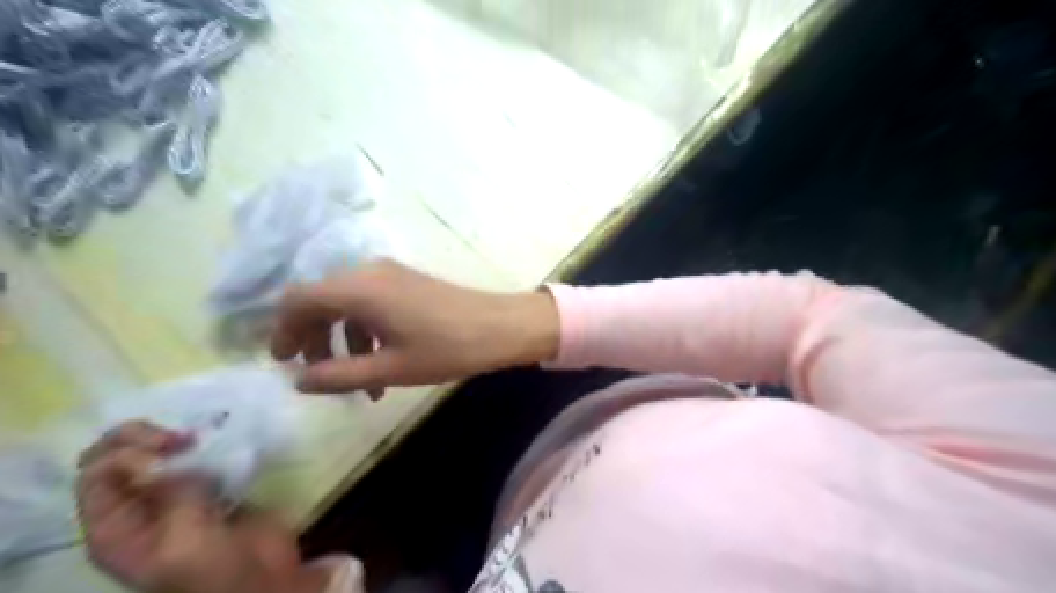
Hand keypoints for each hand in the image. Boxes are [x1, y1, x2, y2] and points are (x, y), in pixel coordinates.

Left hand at [77, 421, 325, 592]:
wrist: (262, 580)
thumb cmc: (214, 572)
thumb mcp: (184, 541)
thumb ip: (174, 496)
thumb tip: (176, 457)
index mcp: (115, 528)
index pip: (97, 474)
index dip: (125, 452)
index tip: (169, 449)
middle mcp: (138, 508)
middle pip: (118, 456)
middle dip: (144, 437)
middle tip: (183, 438)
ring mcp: (176, 496)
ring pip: (158, 453)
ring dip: (177, 437)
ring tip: (204, 440)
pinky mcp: (212, 488)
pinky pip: (199, 458)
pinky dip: (208, 445)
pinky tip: (223, 444)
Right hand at [269, 258, 559, 393]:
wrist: (501, 326)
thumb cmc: (447, 348)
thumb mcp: (390, 368)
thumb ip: (339, 374)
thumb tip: (299, 380)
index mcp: (358, 289)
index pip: (298, 299)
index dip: (282, 330)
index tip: (283, 362)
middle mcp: (368, 273)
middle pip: (321, 300)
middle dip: (313, 338)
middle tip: (316, 374)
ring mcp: (390, 274)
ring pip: (347, 304)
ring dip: (343, 340)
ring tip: (356, 383)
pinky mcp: (407, 282)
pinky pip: (371, 302)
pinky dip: (366, 331)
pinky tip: (380, 364)